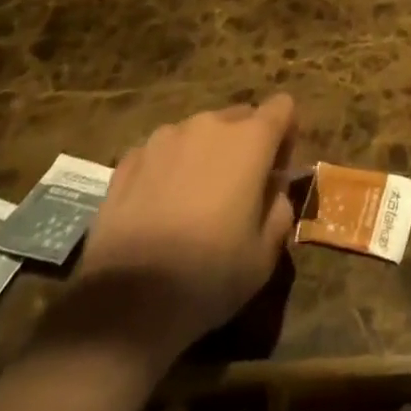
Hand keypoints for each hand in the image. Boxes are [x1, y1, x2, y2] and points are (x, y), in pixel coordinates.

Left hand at [73, 95, 297, 372]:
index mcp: (250, 140)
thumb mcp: (265, 255)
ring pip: (198, 133)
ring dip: (205, 155)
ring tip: (192, 203)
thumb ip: (280, 208)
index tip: (276, 171)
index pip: (282, 107)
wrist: (125, 304)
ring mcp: (164, 138)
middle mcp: (209, 125)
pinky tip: (158, 210)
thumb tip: (273, 189)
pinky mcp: (129, 159)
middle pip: (240, 116)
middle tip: (237, 192)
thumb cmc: (208, 276)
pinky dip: (169, 169)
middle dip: (245, 144)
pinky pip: (162, 152)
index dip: (286, 134)